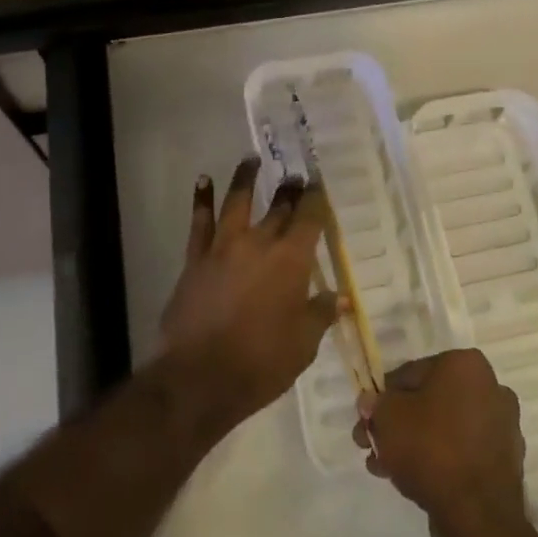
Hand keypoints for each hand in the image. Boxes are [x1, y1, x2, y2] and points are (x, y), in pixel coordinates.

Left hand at [161, 158, 343, 424]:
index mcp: (291, 261)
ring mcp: (224, 247)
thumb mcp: (303, 344)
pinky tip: (203, 180)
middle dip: (289, 190)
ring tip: (251, 159)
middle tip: (295, 176)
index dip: (316, 200)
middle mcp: (259, 243)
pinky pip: (199, 222)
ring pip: (237, 202)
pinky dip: (202, 198)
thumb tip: (341, 298)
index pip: (309, 219)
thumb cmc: (261, 363)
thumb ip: (321, 314)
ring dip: (245, 177)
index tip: (319, 185)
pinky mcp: (196, 258)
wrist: (200, 377)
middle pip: (278, 207)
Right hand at [354, 349, 525, 534]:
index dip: (383, 397)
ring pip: (443, 428)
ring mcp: (501, 427)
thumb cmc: (431, 448)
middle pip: (428, 401)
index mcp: (466, 365)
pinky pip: (460, 452)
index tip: (367, 420)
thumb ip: (376, 404)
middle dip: (397, 424)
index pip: (411, 373)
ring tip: (384, 467)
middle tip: (371, 446)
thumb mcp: (388, 417)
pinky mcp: (503, 462)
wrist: (478, 516)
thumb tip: (371, 402)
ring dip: (412, 443)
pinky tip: (410, 481)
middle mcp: (490, 388)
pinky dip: (437, 460)